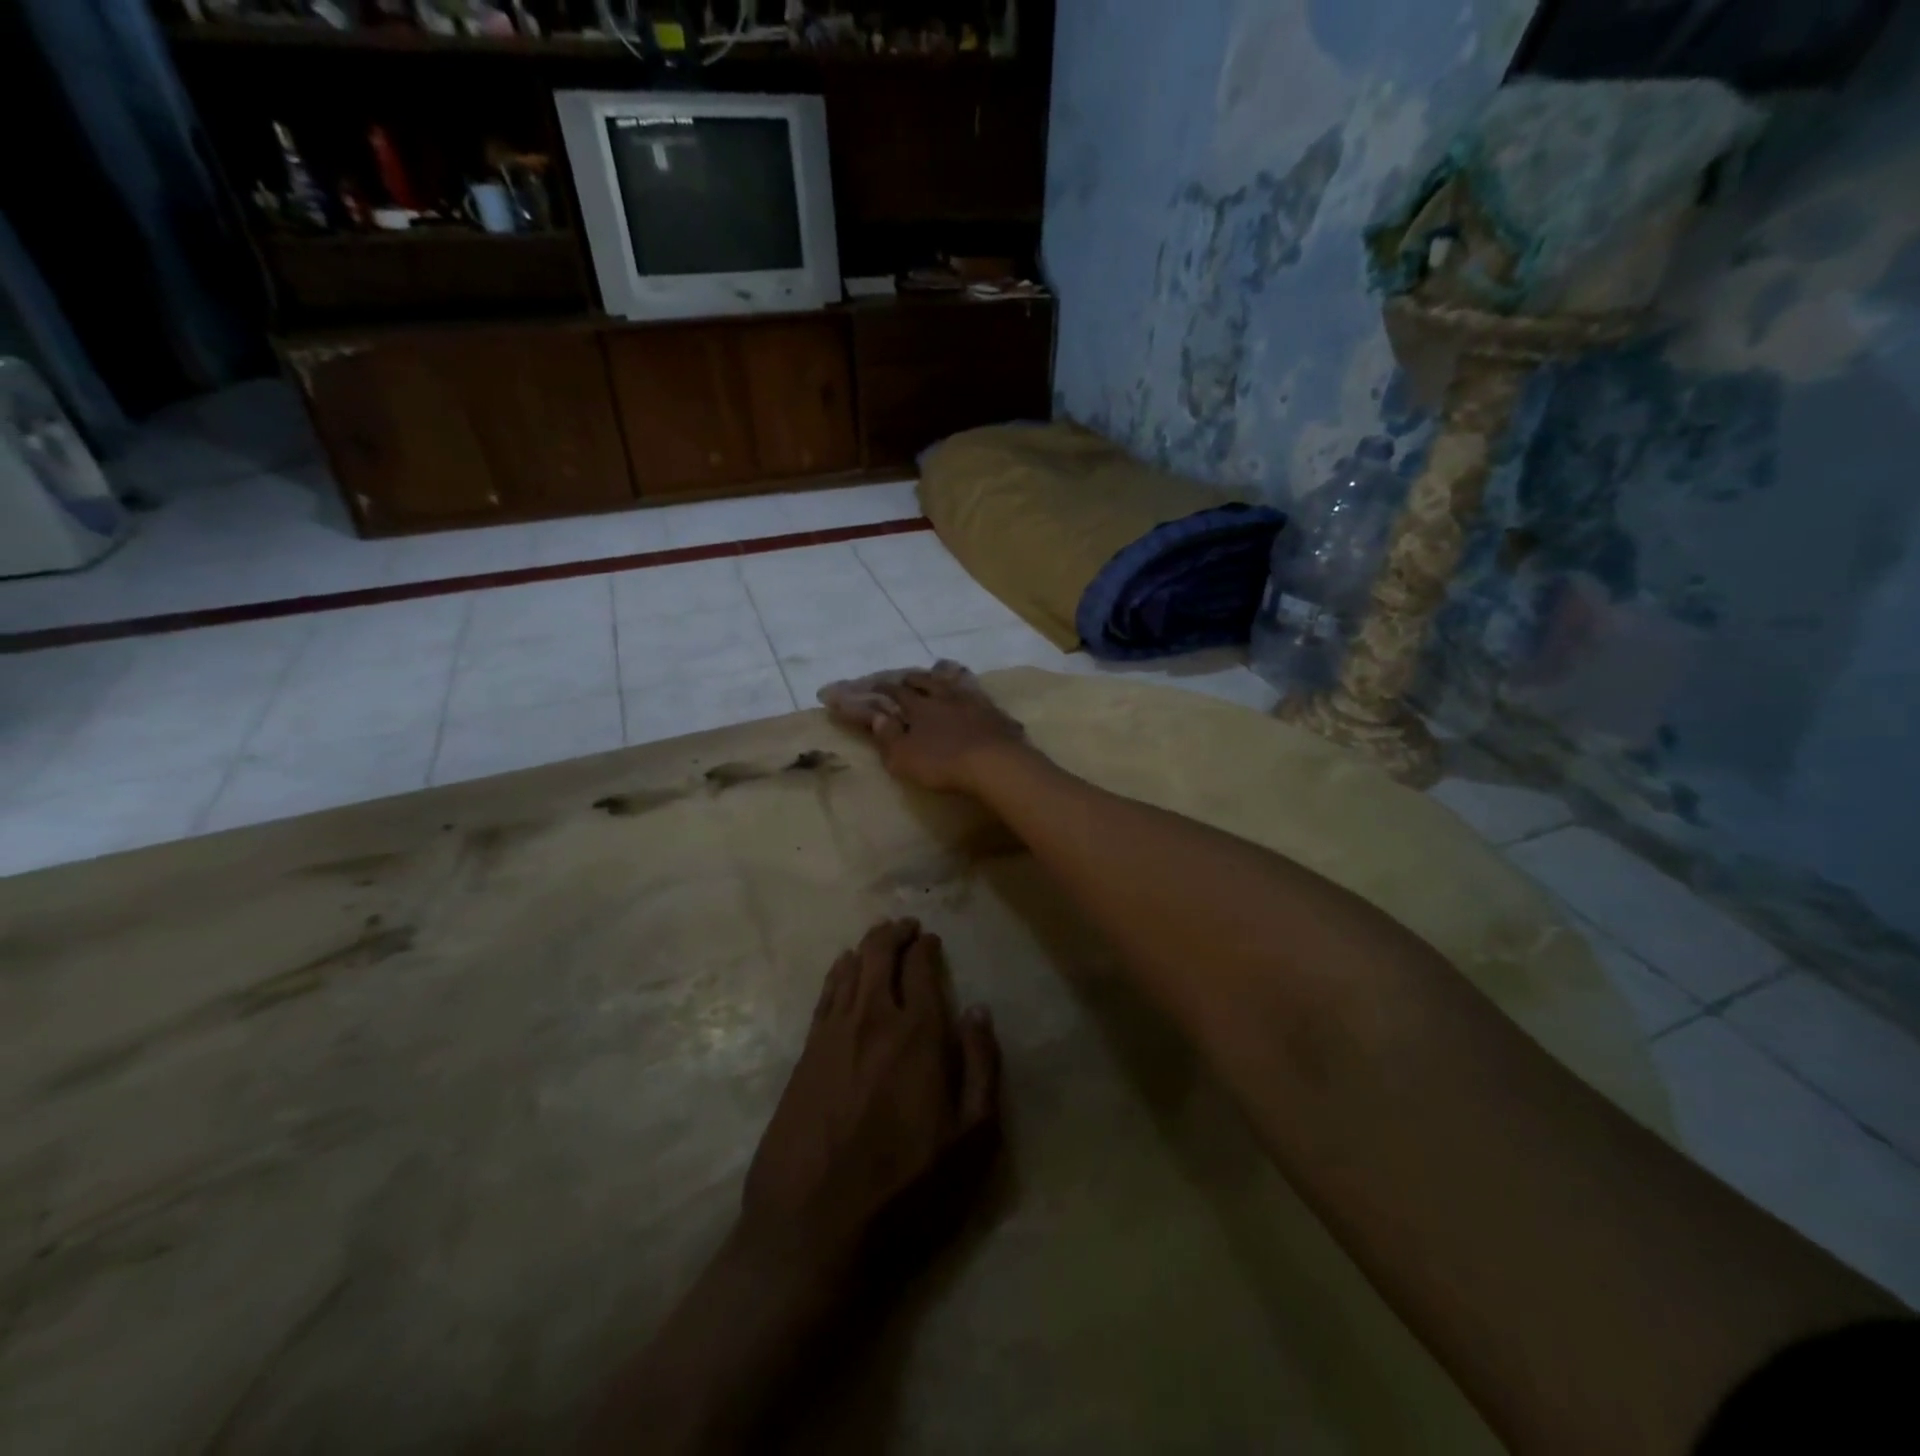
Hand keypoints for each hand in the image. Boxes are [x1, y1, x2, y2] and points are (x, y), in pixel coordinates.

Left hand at [741, 920, 1001, 1271]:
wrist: (812, 1233)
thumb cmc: (906, 1192)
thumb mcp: (972, 1142)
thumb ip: (982, 1068)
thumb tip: (978, 1012)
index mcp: (919, 1035)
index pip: (922, 968)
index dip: (926, 947)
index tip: (931, 940)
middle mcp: (874, 1019)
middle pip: (880, 954)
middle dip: (895, 933)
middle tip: (906, 927)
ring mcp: (832, 1035)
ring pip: (850, 968)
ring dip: (867, 946)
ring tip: (879, 938)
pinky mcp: (804, 1056)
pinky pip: (824, 995)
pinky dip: (838, 972)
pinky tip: (842, 967)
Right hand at [822, 662, 1028, 794]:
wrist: (994, 763)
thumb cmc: (942, 763)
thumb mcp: (903, 757)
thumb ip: (888, 736)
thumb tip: (877, 716)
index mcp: (919, 707)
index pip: (898, 692)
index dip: (885, 688)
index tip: (876, 686)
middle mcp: (945, 696)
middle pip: (927, 681)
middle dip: (914, 678)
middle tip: (906, 678)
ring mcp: (973, 701)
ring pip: (954, 682)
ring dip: (943, 678)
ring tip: (939, 673)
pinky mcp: (995, 711)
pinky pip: (978, 694)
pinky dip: (970, 690)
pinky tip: (972, 693)